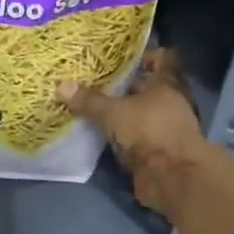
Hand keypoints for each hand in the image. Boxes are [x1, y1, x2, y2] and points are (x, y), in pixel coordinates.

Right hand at [58, 50, 211, 214]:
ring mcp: (165, 128)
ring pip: (139, 113)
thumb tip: (61, 86)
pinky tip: (98, 133)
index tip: (118, 56)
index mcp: (166, 83)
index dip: (143, 55)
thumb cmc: (149, 131)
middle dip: (123, 85)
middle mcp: (169, 102)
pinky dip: (120, 136)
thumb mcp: (114, 112)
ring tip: (90, 105)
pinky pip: (135, 137)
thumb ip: (89, 100)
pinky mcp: (157, 152)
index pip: (161, 59)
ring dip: (120, 113)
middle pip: (146, 87)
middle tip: (93, 79)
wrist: (172, 178)